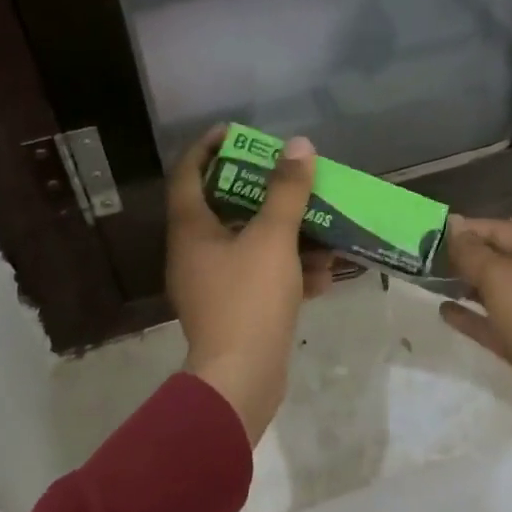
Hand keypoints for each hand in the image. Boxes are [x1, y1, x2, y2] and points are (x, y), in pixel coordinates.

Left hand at [167, 126, 334, 442]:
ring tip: (321, 227)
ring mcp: (212, 284)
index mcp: (190, 230)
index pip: (187, 174)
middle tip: (288, 175)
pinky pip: (261, 277)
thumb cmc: (249, 299)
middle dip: (260, 191)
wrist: (241, 380)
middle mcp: (194, 253)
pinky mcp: (233, 310)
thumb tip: (298, 145)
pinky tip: (323, 275)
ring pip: (249, 245)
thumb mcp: (273, 238)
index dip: (207, 147)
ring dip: (285, 235)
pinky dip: (288, 271)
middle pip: (223, 207)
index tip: (235, 132)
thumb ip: (286, 191)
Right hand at [439, 215, 511, 505]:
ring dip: (465, 285)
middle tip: (425, 257)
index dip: (467, 229)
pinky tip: (444, 311)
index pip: (501, 231)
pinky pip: (494, 322)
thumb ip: (473, 252)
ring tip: (430, 281)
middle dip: (463, 257)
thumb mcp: (502, 278)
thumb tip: (454, 226)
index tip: (431, 231)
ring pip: (495, 292)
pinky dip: (471, 316)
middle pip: (498, 260)